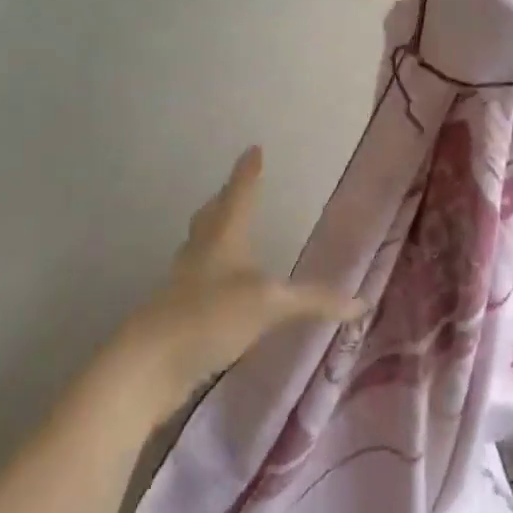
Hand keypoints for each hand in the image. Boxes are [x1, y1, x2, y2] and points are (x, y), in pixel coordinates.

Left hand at [118, 147, 360, 397]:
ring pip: (200, 244)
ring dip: (214, 232)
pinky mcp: (176, 311)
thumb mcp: (272, 305)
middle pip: (212, 215)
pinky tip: (221, 286)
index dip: (248, 173)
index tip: (253, 149)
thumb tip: (362, 302)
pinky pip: (197, 277)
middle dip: (226, 199)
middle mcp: (201, 251)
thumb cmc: (212, 317)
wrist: (150, 363)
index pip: (239, 195)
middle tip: (236, 187)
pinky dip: (211, 270)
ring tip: (228, 230)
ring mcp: (184, 281)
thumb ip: (316, 302)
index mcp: (224, 238)